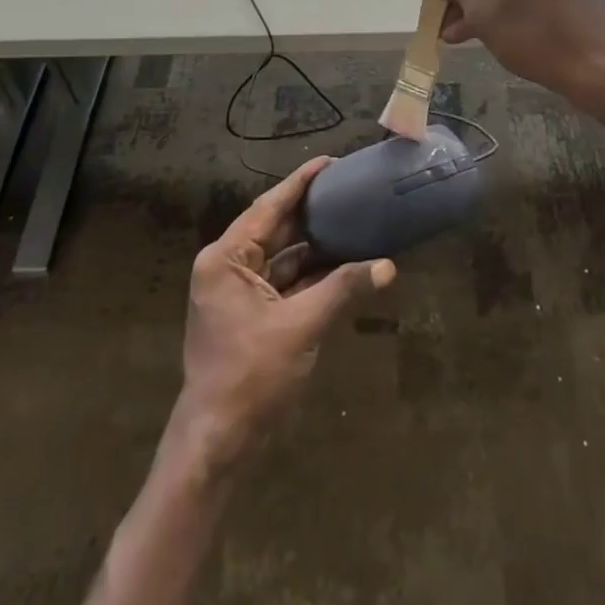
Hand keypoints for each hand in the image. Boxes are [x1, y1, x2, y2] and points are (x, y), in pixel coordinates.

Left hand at [172, 157, 394, 470]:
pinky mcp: (250, 315)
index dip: (300, 183)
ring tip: (352, 220)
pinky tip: (343, 264)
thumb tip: (387, 266)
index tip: (329, 162)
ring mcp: (238, 293)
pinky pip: (284, 282)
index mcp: (226, 259)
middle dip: (311, 212)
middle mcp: (228, 267)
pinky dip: (311, 275)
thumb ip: (343, 290)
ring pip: (282, 257)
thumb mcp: (301, 326)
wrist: (217, 443)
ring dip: (315, 246)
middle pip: (275, 229)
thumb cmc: (251, 376)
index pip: (268, 208)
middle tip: (348, 189)